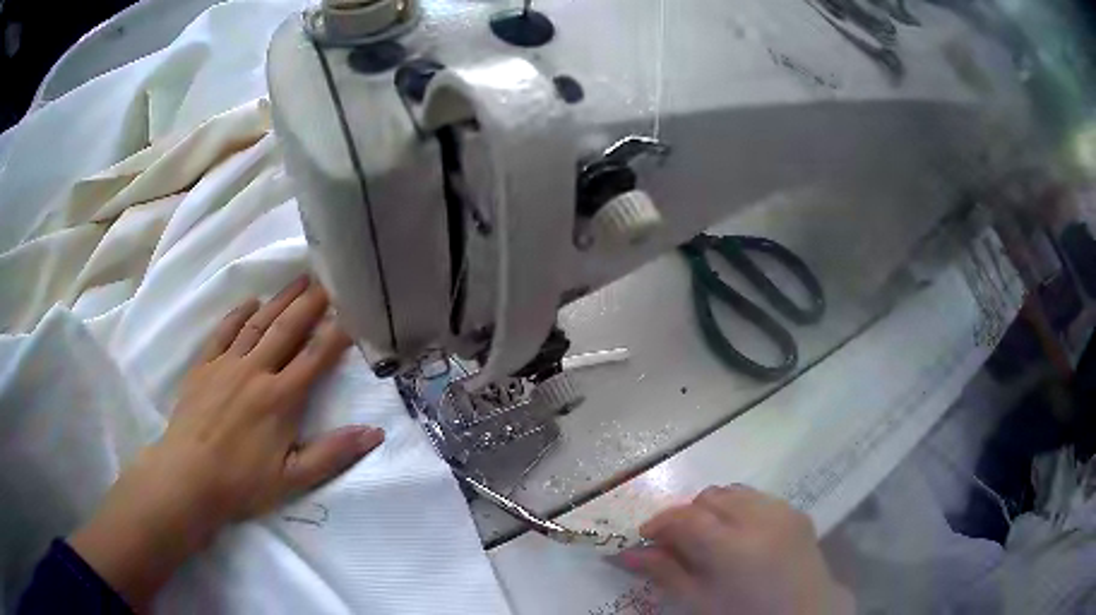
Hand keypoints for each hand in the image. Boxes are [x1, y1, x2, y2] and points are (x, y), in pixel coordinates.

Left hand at [70, 277, 383, 608]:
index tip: (353, 312)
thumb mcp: (294, 479)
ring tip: (298, 280)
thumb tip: (374, 432)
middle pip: (287, 330)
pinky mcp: (204, 366)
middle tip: (328, 281)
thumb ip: (333, 453)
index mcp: (281, 398)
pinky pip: (223, 333)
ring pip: (258, 324)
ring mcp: (227, 365)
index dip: (336, 333)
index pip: (315, 357)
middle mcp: (256, 371)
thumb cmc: (242, 482)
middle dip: (310, 304)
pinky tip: (250, 302)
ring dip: (280, 300)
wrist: (188, 477)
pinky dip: (238, 315)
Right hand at [617, 485, 852, 614]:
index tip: (646, 537)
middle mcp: (759, 517)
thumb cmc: (745, 614)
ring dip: (714, 508)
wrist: (804, 613)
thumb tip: (628, 552)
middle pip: (709, 497)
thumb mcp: (700, 601)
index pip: (686, 517)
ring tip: (709, 537)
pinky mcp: (796, 511)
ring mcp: (782, 510)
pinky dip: (740, 509)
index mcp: (733, 545)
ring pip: (734, 492)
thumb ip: (665, 572)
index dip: (660, 523)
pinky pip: (758, 497)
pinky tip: (740, 535)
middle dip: (687, 514)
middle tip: (678, 542)